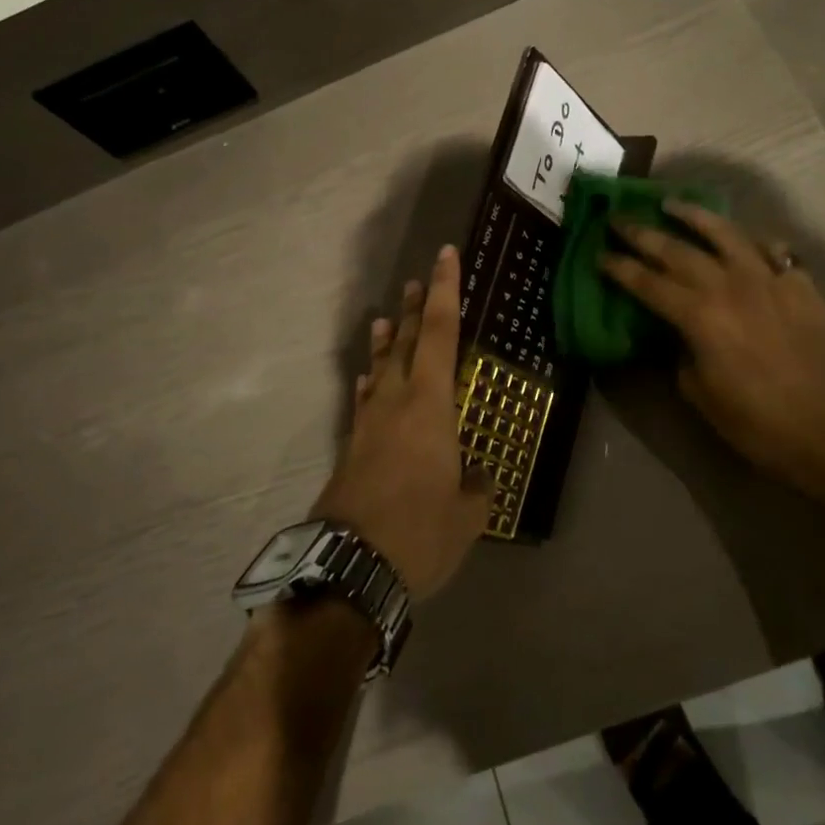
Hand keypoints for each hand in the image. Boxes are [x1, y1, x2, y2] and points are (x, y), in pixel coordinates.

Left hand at [313, 246, 490, 598]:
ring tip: (386, 317)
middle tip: (418, 279)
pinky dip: (368, 382)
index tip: (446, 257)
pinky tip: (366, 380)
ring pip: (379, 368)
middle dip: (415, 308)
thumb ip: (475, 487)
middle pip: (406, 341)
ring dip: (386, 340)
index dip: (446, 292)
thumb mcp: (467, 514)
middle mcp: (396, 402)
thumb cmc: (419, 532)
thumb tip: (475, 477)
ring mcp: (368, 423)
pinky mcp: (351, 446)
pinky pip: (363, 400)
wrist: (349, 567)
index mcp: (429, 405)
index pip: (442, 333)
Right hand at [599, 202, 824, 496]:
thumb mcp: (698, 391)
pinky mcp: (799, 285)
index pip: (647, 283)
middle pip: (678, 251)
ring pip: (726, 234)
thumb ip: (682, 351)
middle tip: (620, 219)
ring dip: (694, 216)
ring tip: (672, 204)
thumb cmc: (753, 419)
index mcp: (698, 316)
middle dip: (643, 234)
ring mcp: (768, 280)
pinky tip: (744, 241)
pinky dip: (754, 243)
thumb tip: (679, 333)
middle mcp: (729, 287)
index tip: (599, 253)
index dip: (619, 267)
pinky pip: (773, 252)